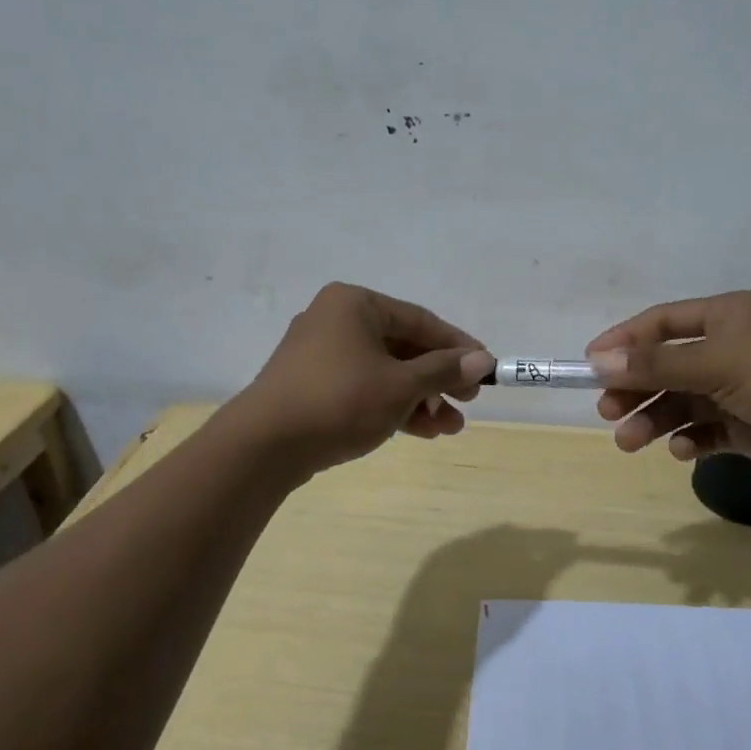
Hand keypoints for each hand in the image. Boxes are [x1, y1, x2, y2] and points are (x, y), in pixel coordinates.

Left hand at [230, 283, 492, 476]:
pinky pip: (364, 388)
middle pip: (403, 347)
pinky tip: (422, 430)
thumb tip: (483, 360)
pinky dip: (392, 406)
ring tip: (450, 428)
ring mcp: (321, 355)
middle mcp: (336, 320)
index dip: (457, 346)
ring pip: (385, 372)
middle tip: (468, 403)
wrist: (264, 445)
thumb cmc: (340, 400)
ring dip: (420, 399)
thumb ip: (443, 370)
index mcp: (355, 304)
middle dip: (438, 380)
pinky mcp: (313, 386)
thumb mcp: (400, 385)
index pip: (420, 320)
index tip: (486, 369)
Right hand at [586, 291, 750, 490]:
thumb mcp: (717, 363)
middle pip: (668, 365)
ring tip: (629, 441)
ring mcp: (741, 389)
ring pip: (683, 402)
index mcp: (728, 316)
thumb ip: (656, 365)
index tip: (589, 364)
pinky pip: (707, 430)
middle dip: (636, 388)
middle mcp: (732, 348)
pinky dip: (690, 439)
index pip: (663, 323)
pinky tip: (683, 451)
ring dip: (655, 419)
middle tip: (607, 411)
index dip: (624, 341)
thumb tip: (598, 361)